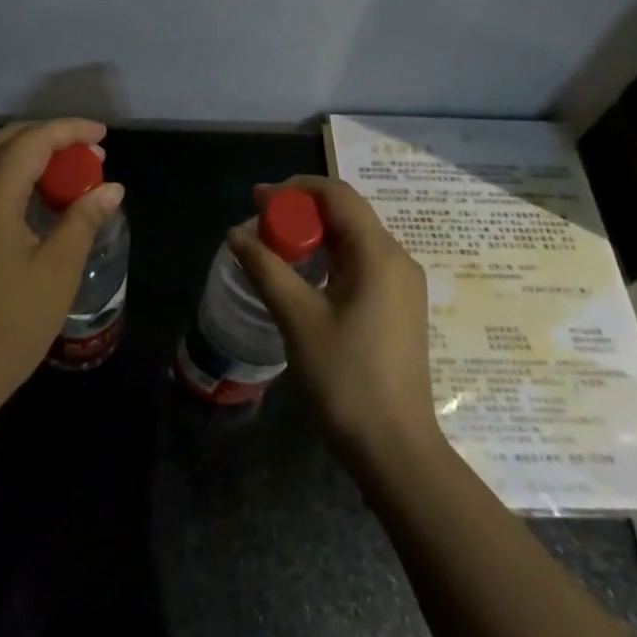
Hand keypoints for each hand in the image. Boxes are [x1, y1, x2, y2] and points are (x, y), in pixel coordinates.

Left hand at [0, 118, 124, 415]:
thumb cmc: (8, 324)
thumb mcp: (57, 271)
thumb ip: (82, 220)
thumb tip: (110, 188)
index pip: (33, 141)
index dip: (70, 131)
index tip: (103, 137)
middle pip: (7, 141)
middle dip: (50, 138)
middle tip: (90, 154)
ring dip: (32, 157)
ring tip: (71, 174)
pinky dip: (15, 178)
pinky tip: (40, 201)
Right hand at [228, 175, 441, 470]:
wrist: (394, 447)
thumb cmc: (345, 378)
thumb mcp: (298, 318)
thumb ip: (265, 268)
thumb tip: (234, 234)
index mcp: (379, 254)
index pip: (337, 195)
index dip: (295, 189)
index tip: (257, 200)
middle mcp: (397, 259)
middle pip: (347, 213)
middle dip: (300, 210)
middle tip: (259, 224)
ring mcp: (402, 284)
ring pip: (353, 239)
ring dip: (313, 234)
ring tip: (273, 246)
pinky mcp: (398, 306)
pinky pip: (361, 263)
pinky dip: (329, 257)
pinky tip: (302, 275)